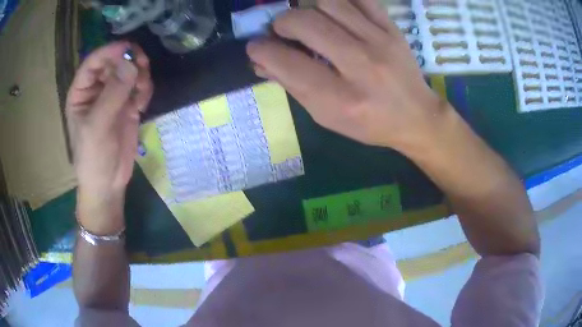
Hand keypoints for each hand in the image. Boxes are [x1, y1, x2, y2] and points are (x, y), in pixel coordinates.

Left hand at [66, 41, 152, 233]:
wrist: (107, 184)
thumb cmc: (93, 158)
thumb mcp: (97, 127)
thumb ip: (112, 95)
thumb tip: (131, 64)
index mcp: (82, 92)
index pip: (94, 63)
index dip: (109, 52)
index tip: (128, 48)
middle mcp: (97, 90)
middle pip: (114, 63)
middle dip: (128, 62)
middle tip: (142, 66)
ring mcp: (113, 98)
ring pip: (129, 72)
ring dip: (139, 75)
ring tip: (142, 89)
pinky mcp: (128, 107)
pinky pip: (139, 88)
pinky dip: (144, 90)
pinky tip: (142, 104)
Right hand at [247, 0, 447, 151]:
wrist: (416, 116)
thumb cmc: (369, 123)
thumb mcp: (327, 116)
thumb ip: (293, 86)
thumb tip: (261, 61)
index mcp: (341, 99)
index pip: (288, 64)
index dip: (262, 50)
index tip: (256, 46)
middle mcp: (361, 66)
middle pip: (305, 23)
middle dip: (281, 22)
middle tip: (282, 30)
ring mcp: (380, 42)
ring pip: (329, 2)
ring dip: (308, 8)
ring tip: (310, 21)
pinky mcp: (392, 29)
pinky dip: (338, 1)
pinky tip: (333, 12)